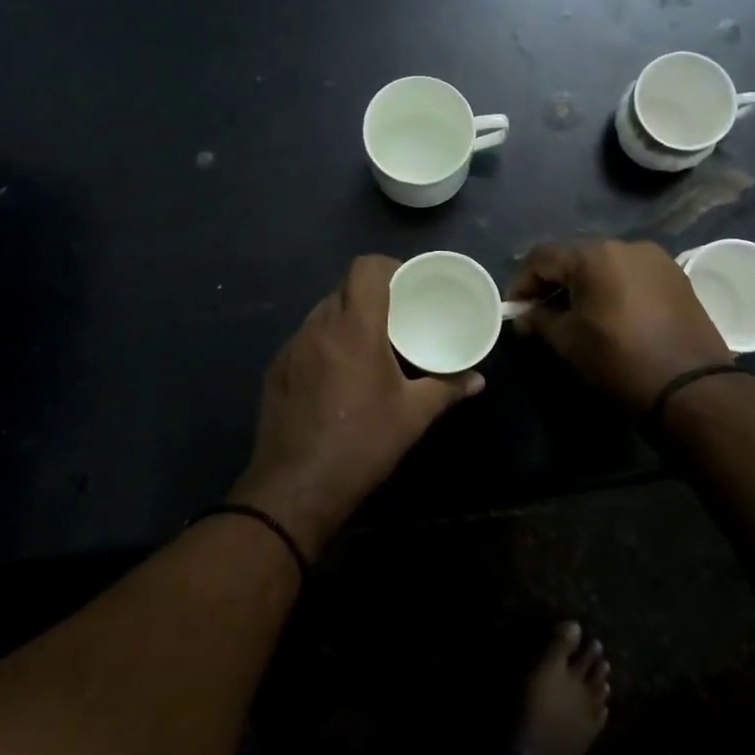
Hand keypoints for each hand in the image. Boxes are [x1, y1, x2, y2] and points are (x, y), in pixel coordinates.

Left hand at [229, 255, 482, 555]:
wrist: (296, 488)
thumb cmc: (362, 443)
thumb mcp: (413, 416)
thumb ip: (447, 389)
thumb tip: (478, 380)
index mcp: (355, 327)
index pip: (365, 268)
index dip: (388, 267)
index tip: (407, 285)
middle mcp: (319, 326)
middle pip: (345, 288)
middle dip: (371, 294)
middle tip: (396, 316)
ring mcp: (292, 347)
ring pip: (322, 312)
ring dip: (347, 318)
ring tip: (369, 343)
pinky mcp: (276, 369)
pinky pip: (305, 339)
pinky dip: (326, 342)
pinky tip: (338, 372)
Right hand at [509, 239, 732, 411]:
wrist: (690, 387)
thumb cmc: (618, 360)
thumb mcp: (568, 341)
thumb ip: (540, 320)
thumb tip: (525, 316)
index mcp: (594, 255)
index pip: (542, 257)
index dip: (522, 282)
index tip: (516, 310)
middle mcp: (625, 245)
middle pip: (575, 256)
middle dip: (553, 281)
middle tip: (540, 312)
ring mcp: (655, 259)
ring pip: (605, 264)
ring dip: (584, 284)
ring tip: (575, 314)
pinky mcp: (676, 277)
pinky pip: (631, 274)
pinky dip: (613, 288)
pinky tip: (610, 315)